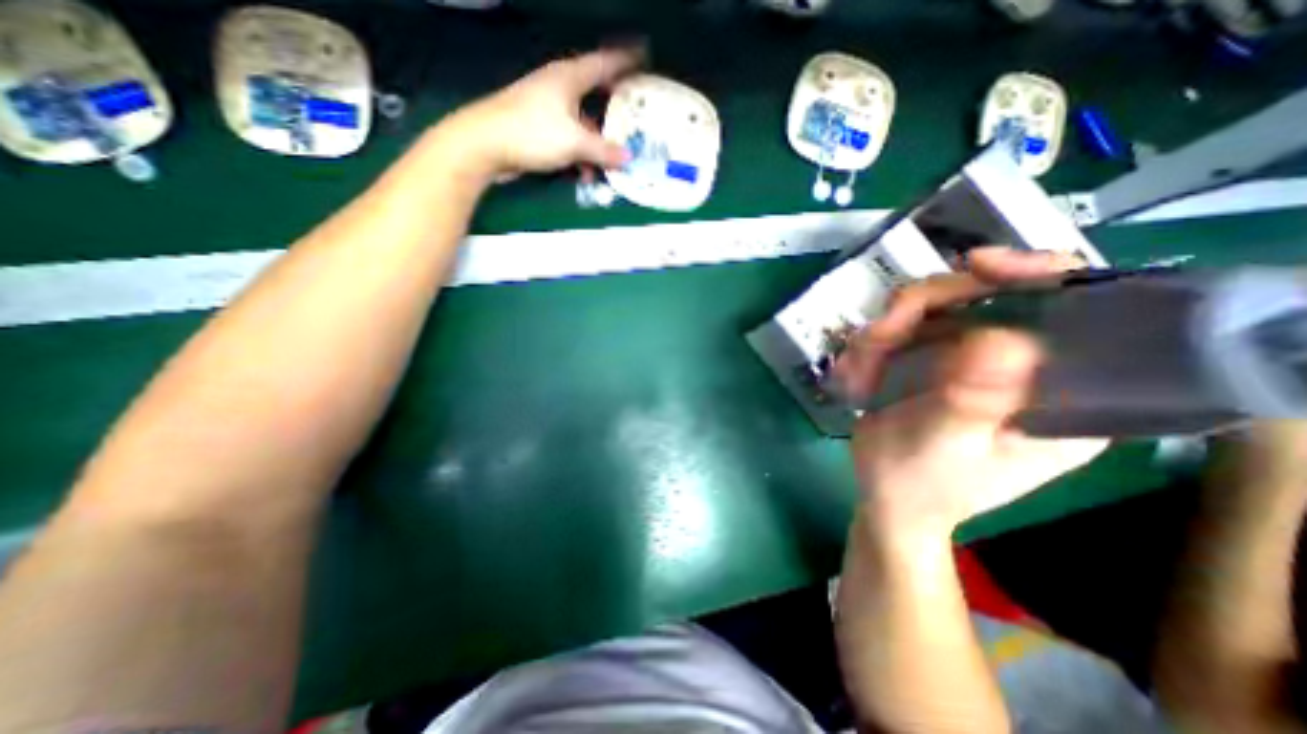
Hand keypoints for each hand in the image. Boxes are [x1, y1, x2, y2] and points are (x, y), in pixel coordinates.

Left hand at [439, 45, 641, 178]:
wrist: (485, 144)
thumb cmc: (532, 133)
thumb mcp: (574, 142)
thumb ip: (603, 151)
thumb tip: (628, 158)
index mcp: (569, 77)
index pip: (605, 63)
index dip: (626, 60)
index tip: (645, 58)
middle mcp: (559, 87)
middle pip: (595, 94)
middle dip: (614, 108)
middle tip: (635, 117)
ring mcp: (547, 108)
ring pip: (582, 122)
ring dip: (596, 144)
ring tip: (611, 163)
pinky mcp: (538, 128)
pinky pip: (568, 138)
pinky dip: (579, 155)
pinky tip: (584, 174)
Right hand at [837, 246, 1112, 539]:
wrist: (887, 500)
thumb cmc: (918, 483)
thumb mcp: (943, 445)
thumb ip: (973, 399)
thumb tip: (1006, 339)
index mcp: (1062, 395)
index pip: (1074, 309)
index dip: (1031, 275)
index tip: (973, 266)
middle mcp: (1025, 368)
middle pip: (986, 298)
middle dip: (921, 312)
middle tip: (876, 339)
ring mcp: (975, 363)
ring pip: (935, 311)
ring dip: (886, 334)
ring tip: (858, 371)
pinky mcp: (938, 364)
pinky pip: (907, 330)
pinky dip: (875, 347)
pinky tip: (858, 374)